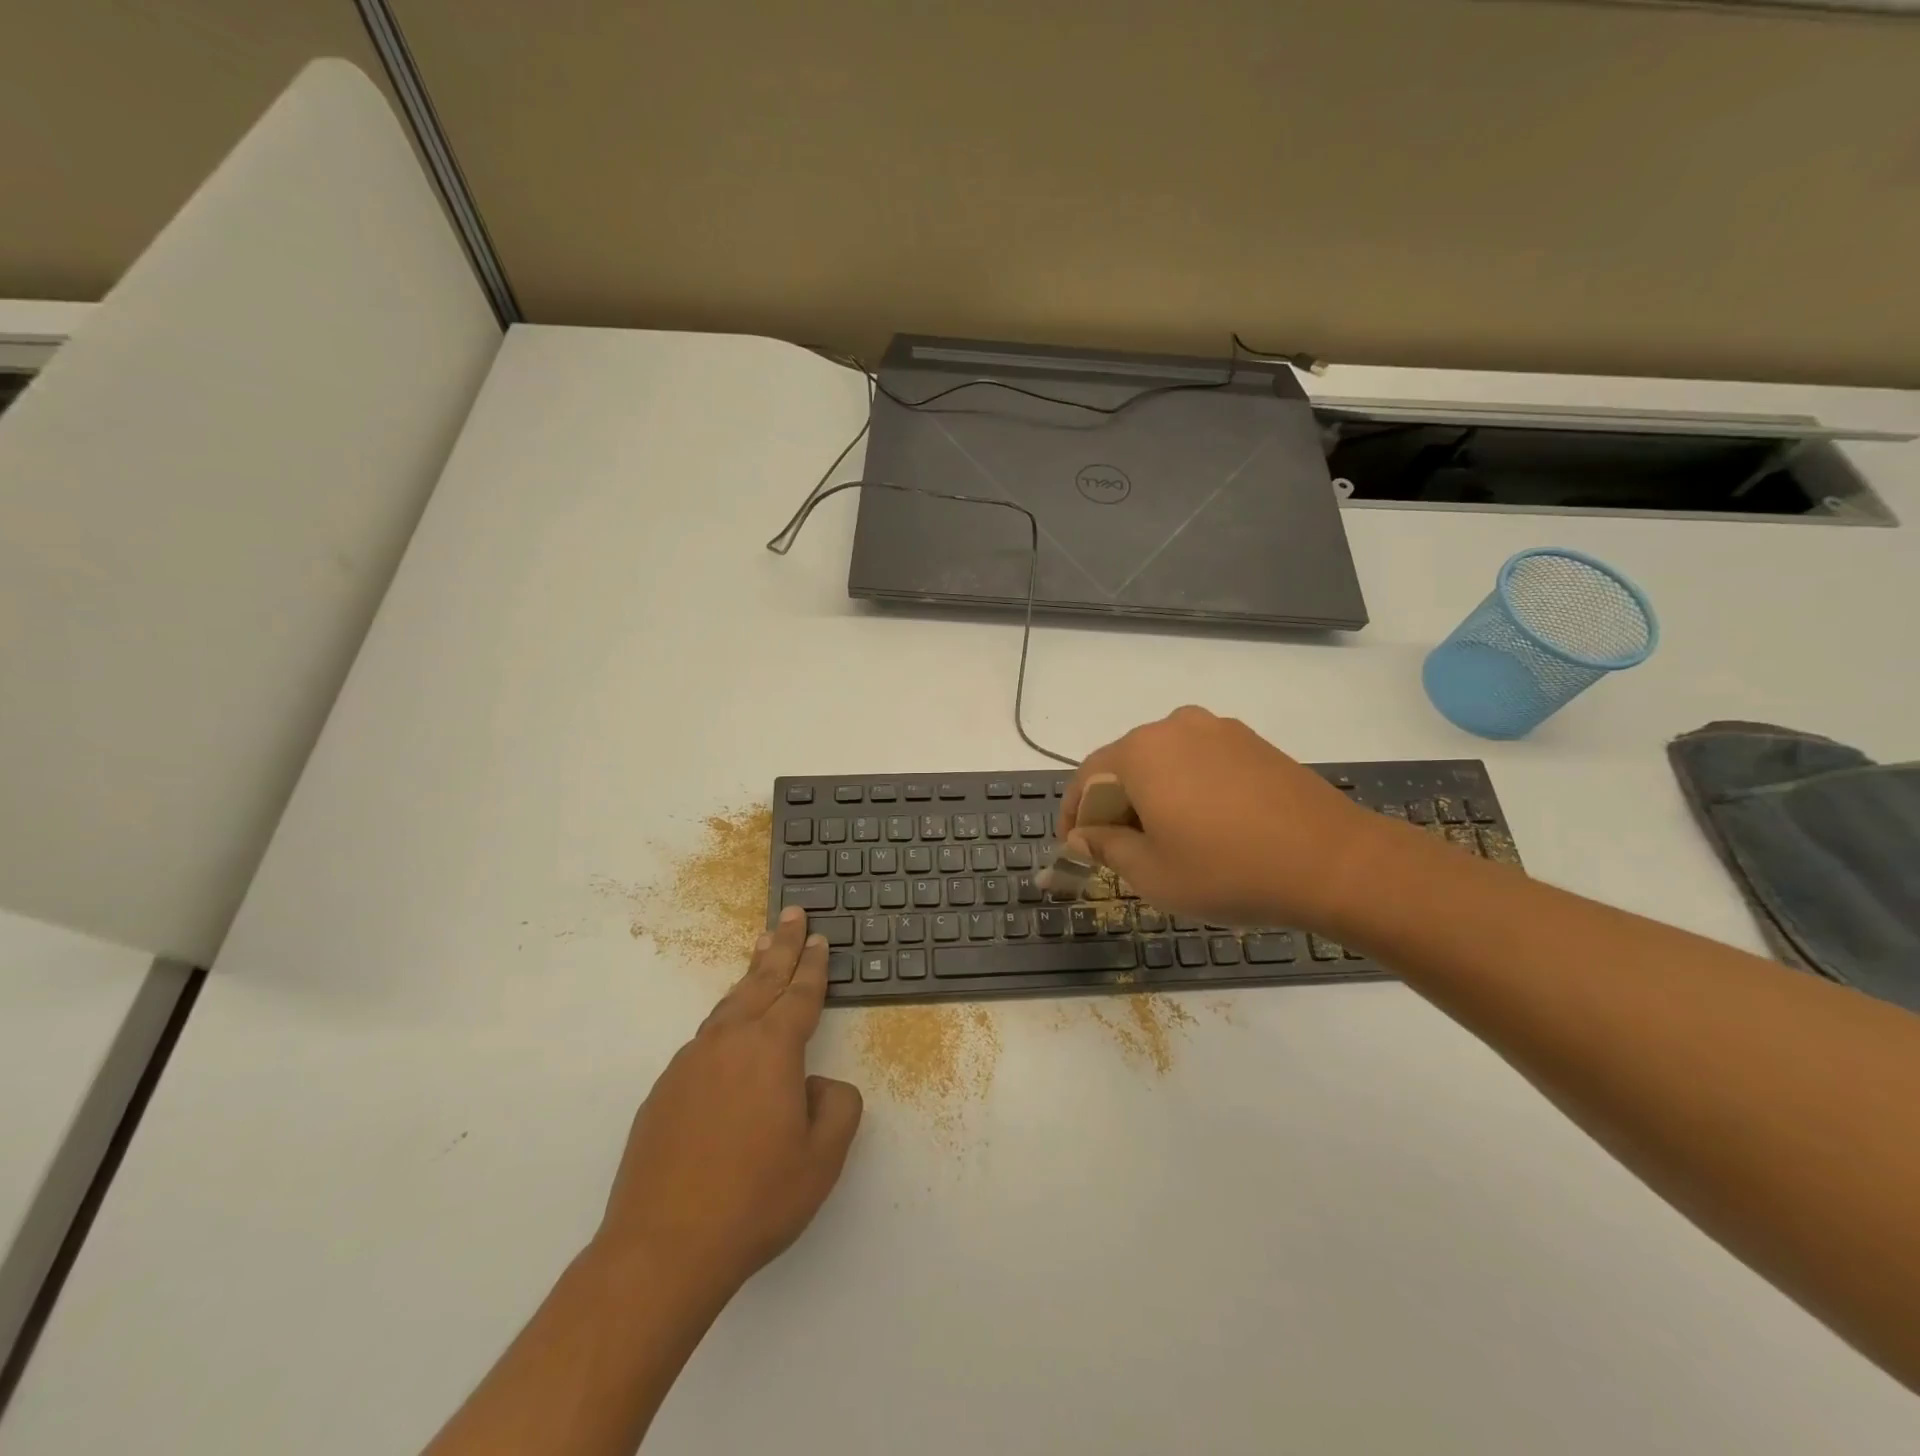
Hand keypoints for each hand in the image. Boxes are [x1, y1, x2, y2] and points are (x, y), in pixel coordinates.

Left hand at [595, 907, 863, 1302]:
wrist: (662, 1249)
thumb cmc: (755, 1199)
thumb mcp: (823, 1158)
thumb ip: (837, 1106)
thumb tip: (816, 1084)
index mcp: (772, 1049)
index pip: (800, 994)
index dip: (813, 964)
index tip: (819, 937)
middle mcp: (729, 1043)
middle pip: (761, 981)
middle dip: (780, 946)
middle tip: (790, 913)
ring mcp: (690, 1065)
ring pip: (728, 1006)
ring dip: (750, 977)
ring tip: (760, 954)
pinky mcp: (663, 1092)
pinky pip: (705, 1043)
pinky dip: (725, 1022)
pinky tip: (728, 1037)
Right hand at [1059, 706, 1392, 930]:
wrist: (1335, 863)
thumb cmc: (1228, 871)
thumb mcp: (1152, 873)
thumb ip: (1105, 847)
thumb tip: (1081, 836)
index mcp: (1142, 752)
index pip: (1087, 778)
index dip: (1073, 814)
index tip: (1073, 848)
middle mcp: (1175, 727)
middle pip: (1125, 764)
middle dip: (1113, 805)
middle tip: (1118, 850)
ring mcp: (1219, 730)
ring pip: (1164, 761)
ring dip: (1151, 796)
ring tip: (1163, 839)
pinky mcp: (1253, 743)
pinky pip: (1200, 762)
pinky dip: (1187, 788)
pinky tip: (1205, 825)